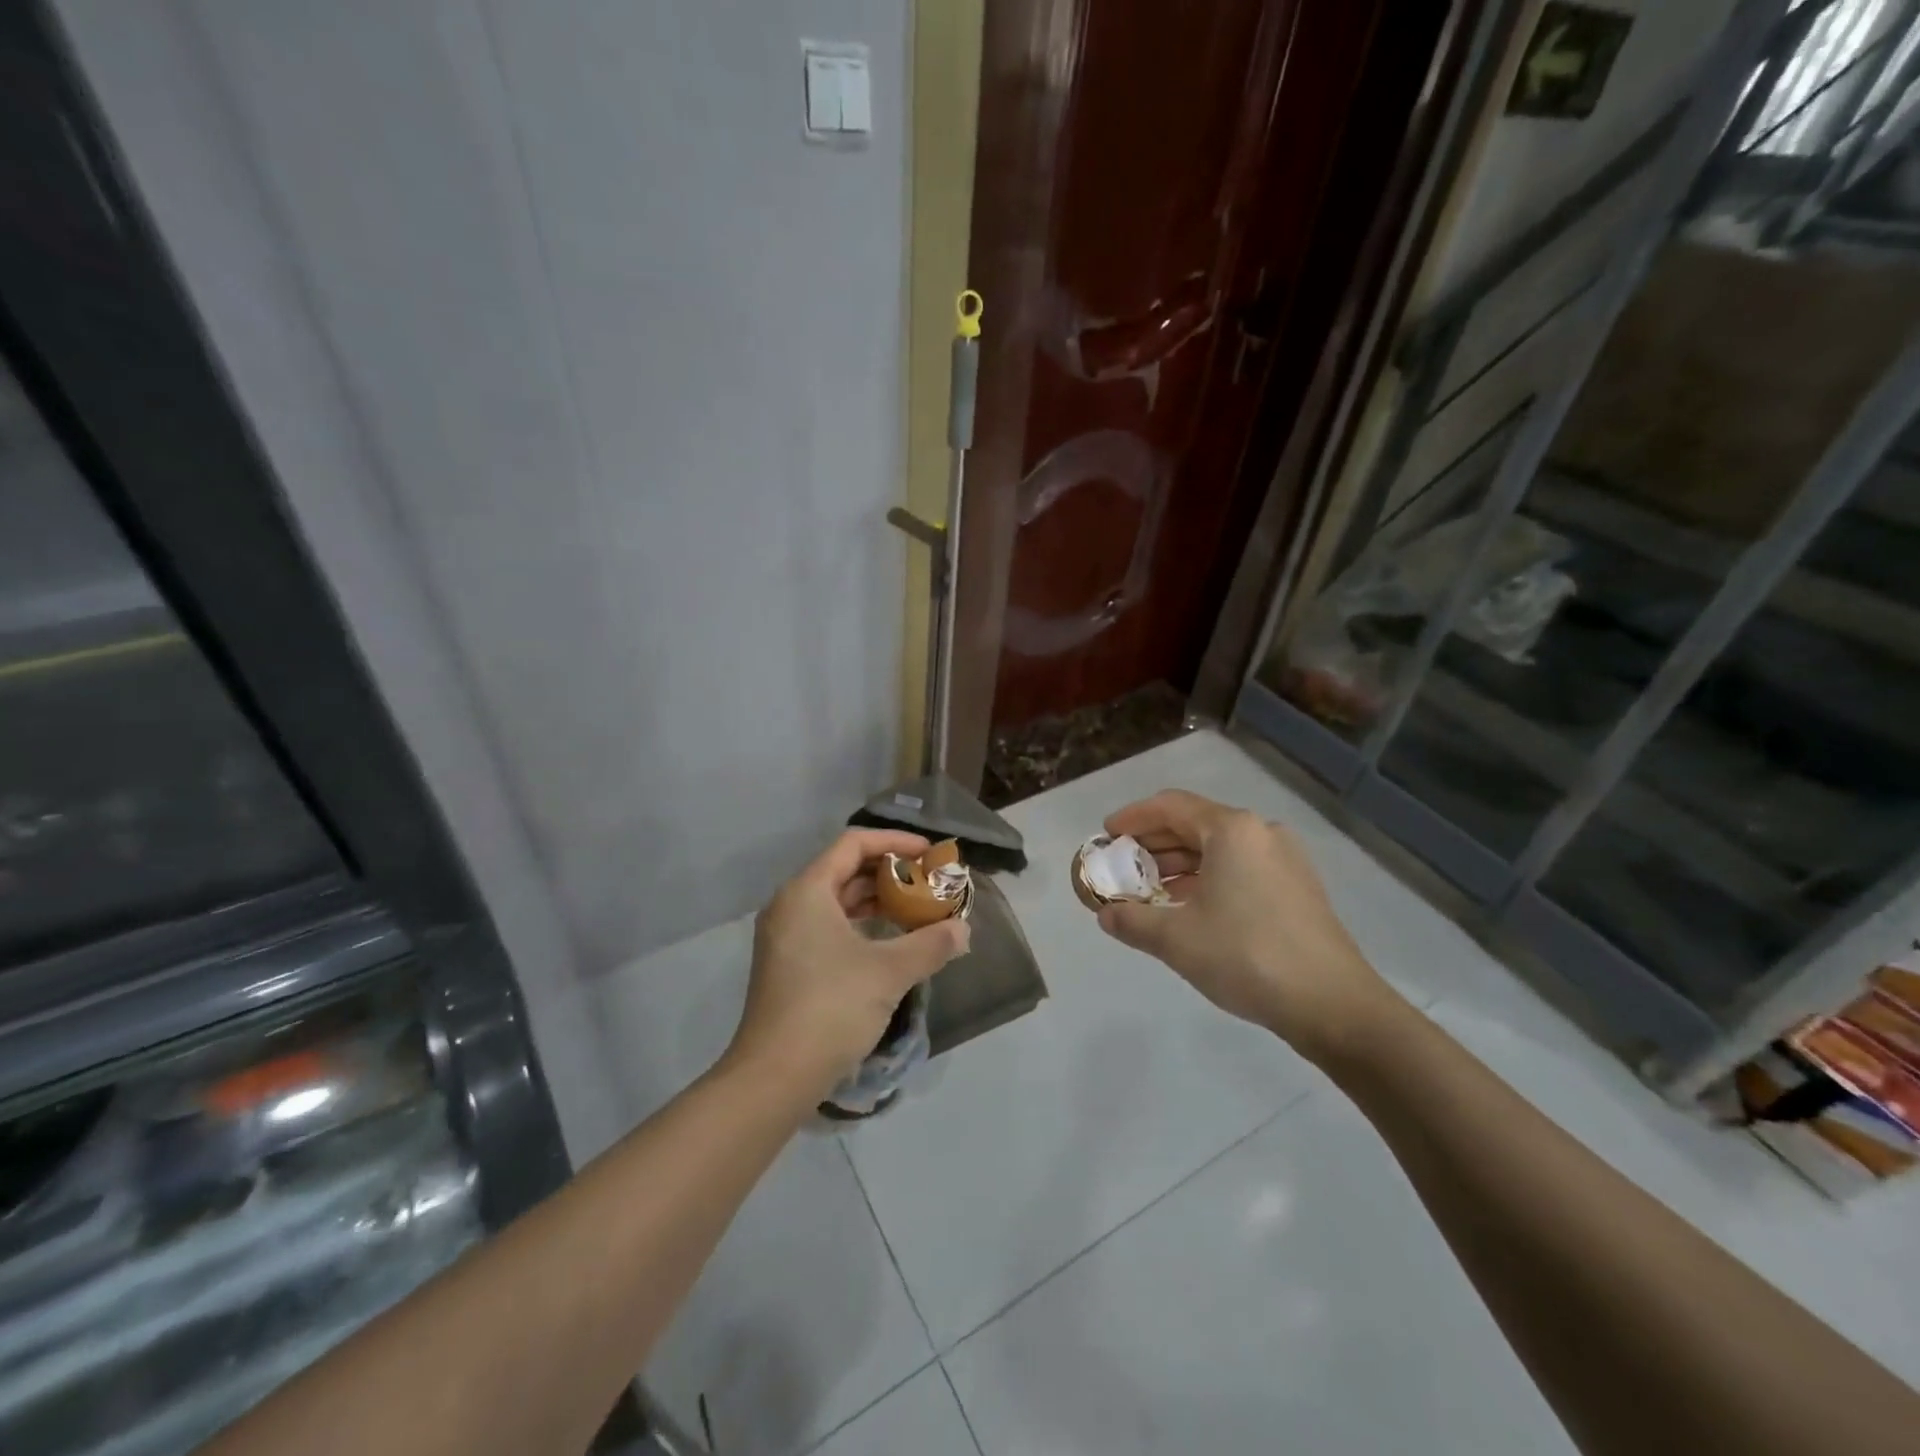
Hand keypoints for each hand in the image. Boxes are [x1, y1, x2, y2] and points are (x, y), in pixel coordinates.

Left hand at [726, 829, 970, 1102]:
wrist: (774, 1077)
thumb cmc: (831, 1008)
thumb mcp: (889, 971)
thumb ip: (931, 944)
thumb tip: (963, 931)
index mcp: (807, 891)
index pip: (853, 843)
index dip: (895, 842)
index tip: (930, 854)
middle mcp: (791, 904)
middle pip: (844, 869)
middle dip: (890, 872)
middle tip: (929, 883)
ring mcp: (786, 936)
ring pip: (836, 900)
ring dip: (877, 900)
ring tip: (917, 909)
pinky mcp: (788, 964)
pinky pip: (829, 926)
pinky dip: (861, 925)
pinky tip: (889, 942)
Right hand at [1094, 790, 1395, 1061]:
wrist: (1333, 1004)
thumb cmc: (1247, 956)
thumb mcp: (1176, 939)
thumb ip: (1132, 921)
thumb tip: (1106, 915)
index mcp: (1232, 830)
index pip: (1170, 806)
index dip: (1133, 818)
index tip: (1106, 836)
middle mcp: (1260, 833)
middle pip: (1195, 823)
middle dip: (1154, 843)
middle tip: (1122, 865)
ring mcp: (1284, 860)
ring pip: (1219, 848)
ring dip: (1180, 863)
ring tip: (1149, 889)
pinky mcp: (1297, 887)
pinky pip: (1240, 867)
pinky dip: (1207, 877)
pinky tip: (1189, 907)